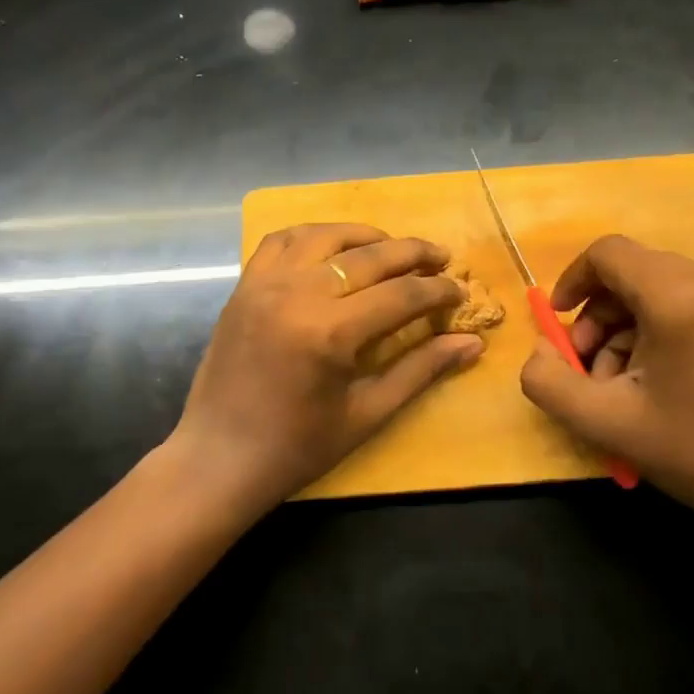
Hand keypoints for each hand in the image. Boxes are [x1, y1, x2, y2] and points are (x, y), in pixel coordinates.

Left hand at [172, 223, 484, 509]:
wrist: (220, 458)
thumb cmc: (298, 447)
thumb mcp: (367, 413)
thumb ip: (421, 370)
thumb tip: (473, 344)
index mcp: (330, 333)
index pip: (401, 295)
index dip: (437, 291)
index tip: (460, 293)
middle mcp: (296, 295)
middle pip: (368, 256)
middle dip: (413, 253)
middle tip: (441, 257)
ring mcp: (264, 285)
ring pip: (324, 236)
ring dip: (365, 236)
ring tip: (392, 247)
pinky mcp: (243, 287)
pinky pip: (279, 241)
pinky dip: (312, 235)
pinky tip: (332, 246)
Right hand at [518, 235, 693, 540]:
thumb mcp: (604, 423)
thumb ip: (548, 381)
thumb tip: (541, 348)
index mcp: (682, 299)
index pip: (609, 253)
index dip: (572, 280)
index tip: (559, 323)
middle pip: (632, 272)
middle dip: (598, 317)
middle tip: (590, 369)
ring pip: (658, 289)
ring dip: (625, 328)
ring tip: (622, 383)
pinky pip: (687, 302)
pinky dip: (657, 330)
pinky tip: (657, 378)